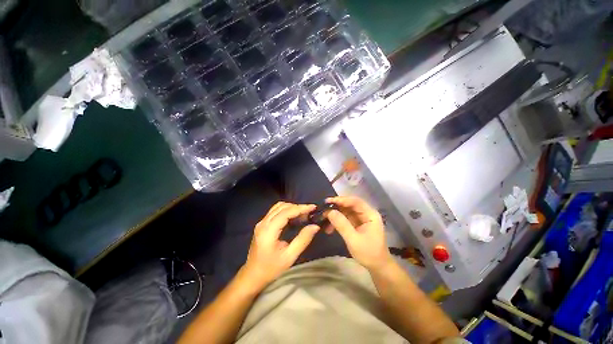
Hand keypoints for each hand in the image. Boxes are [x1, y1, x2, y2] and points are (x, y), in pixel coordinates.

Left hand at [240, 202, 319, 290]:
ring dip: (292, 207)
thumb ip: (303, 239)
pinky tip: (294, 217)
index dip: (300, 208)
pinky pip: (275, 211)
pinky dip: (286, 210)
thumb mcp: (289, 257)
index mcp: (268, 230)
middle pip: (282, 207)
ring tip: (303, 214)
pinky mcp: (262, 224)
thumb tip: (315, 226)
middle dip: (297, 207)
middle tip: (310, 213)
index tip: (313, 207)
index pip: (286, 212)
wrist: (252, 276)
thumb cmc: (271, 269)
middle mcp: (263, 223)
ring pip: (278, 207)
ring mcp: (261, 222)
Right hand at [325, 196, 392, 270]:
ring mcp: (361, 218)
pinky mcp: (357, 223)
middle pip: (349, 204)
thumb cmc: (369, 253)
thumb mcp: (353, 240)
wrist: (377, 266)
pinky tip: (329, 226)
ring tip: (324, 220)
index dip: (341, 200)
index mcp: (370, 214)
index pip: (355, 201)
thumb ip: (341, 224)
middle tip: (323, 210)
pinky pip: (345, 217)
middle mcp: (366, 213)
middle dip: (336, 207)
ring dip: (335, 214)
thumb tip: (329, 212)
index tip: (327, 201)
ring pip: (346, 211)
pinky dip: (337, 220)